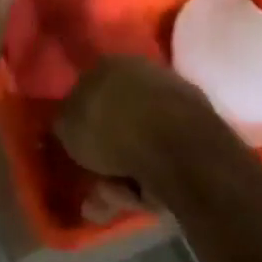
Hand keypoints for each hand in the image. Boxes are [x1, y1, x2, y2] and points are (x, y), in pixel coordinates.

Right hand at [55, 56, 212, 186]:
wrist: (175, 144)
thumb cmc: (112, 128)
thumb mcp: (67, 127)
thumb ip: (63, 123)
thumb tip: (65, 123)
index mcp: (109, 63)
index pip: (89, 89)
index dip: (82, 122)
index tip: (79, 151)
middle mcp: (141, 71)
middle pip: (117, 120)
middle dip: (107, 158)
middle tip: (100, 187)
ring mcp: (173, 95)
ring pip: (141, 142)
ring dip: (127, 173)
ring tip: (122, 197)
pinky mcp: (198, 124)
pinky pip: (165, 154)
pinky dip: (154, 174)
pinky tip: (147, 194)